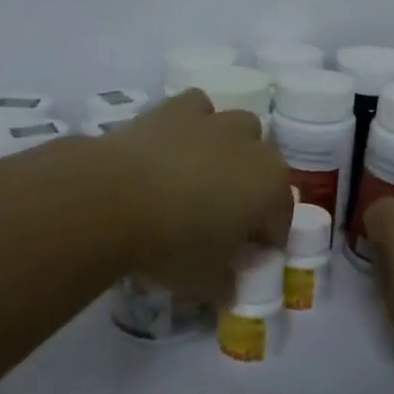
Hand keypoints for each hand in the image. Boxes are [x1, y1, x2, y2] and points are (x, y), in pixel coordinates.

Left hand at [100, 89, 294, 303]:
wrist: (112, 198)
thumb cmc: (171, 244)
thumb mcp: (205, 281)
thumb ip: (226, 283)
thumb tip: (229, 286)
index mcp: (271, 187)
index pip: (281, 218)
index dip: (266, 240)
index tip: (244, 257)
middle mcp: (253, 147)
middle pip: (266, 168)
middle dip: (252, 189)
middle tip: (222, 217)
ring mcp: (216, 122)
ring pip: (240, 127)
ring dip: (231, 148)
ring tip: (201, 176)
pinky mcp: (177, 108)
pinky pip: (198, 108)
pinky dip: (195, 122)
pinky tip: (176, 145)